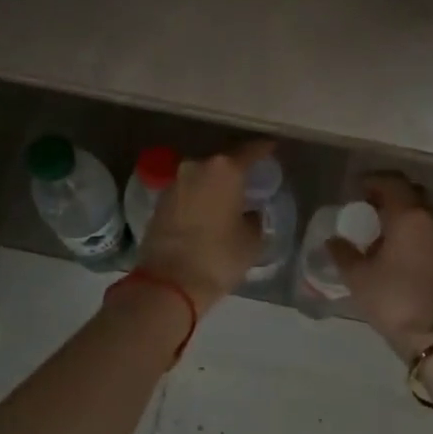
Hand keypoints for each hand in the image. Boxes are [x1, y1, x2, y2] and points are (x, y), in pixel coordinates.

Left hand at [137, 139, 270, 311]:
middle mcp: (197, 166)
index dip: (265, 149)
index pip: (251, 150)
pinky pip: (187, 192)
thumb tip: (251, 212)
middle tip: (251, 181)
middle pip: (223, 162)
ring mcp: (174, 182)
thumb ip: (255, 218)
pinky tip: (207, 213)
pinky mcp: (159, 201)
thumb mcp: (251, 240)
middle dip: (236, 170)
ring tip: (228, 200)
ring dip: (214, 185)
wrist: (167, 283)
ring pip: (202, 176)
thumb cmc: (218, 257)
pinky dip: (198, 198)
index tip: (273, 149)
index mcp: (225, 169)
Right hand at [327, 172, 432, 361]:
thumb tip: (333, 240)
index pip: (391, 182)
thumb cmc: (393, 299)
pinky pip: (429, 226)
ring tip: (379, 224)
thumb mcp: (358, 276)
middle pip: (411, 190)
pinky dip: (413, 225)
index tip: (354, 188)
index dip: (371, 180)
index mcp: (408, 215)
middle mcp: (430, 218)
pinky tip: (395, 244)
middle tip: (367, 202)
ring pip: (423, 209)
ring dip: (403, 208)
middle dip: (389, 191)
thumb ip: (342, 253)